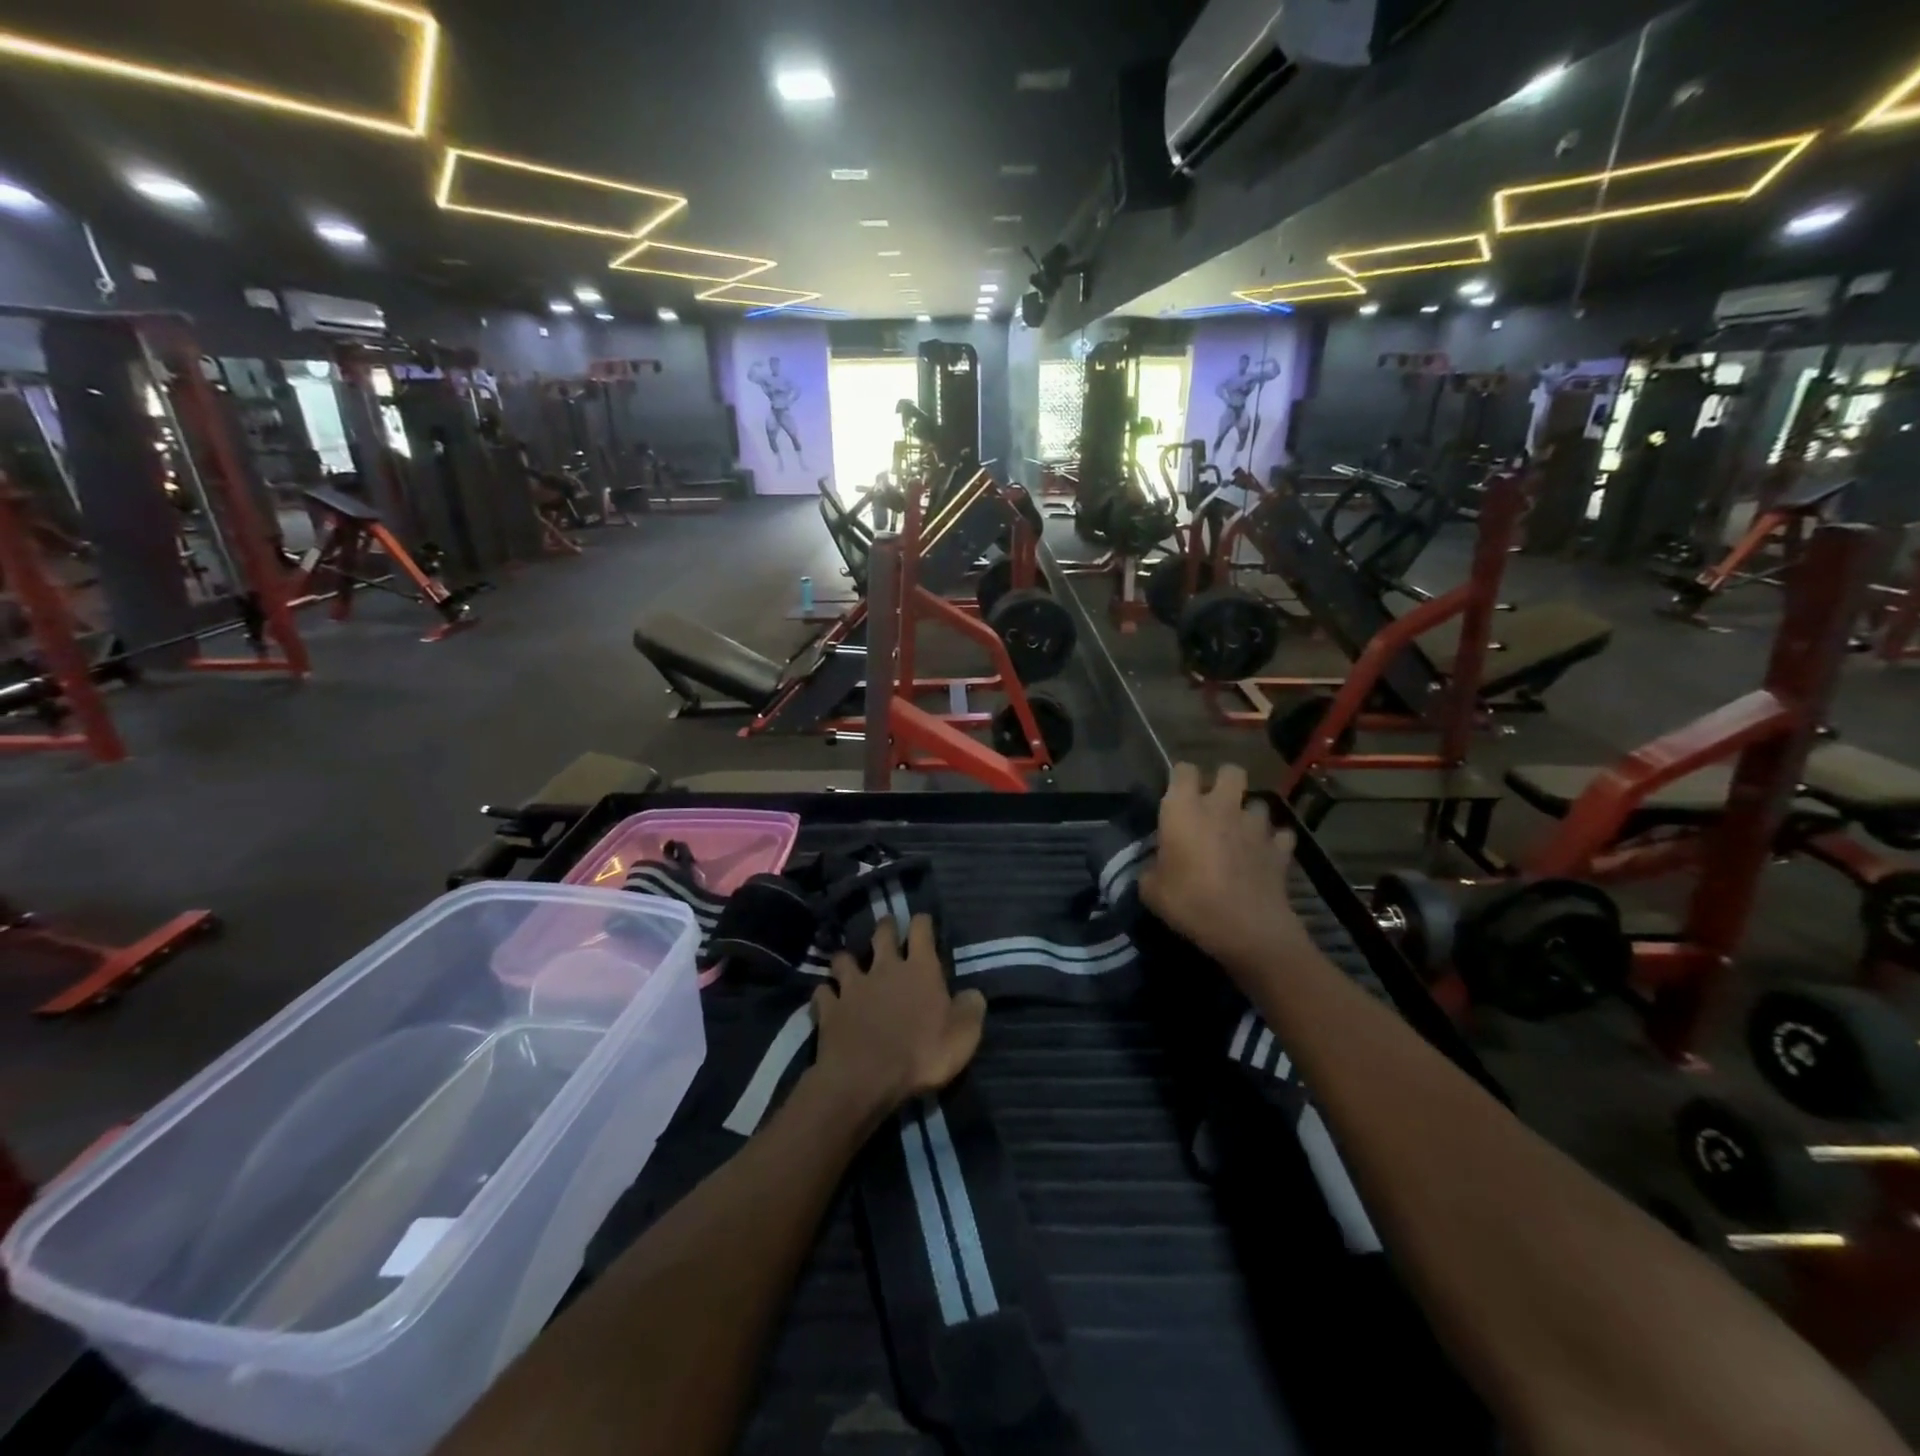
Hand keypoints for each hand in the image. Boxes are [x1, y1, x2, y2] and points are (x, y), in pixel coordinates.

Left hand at [811, 914, 985, 1118]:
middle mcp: (885, 968)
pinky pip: (823, 993)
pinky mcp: (829, 1008)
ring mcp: (853, 986)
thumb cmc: (921, 1054)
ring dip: (847, 960)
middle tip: (887, 929)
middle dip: (885, 928)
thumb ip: (970, 1010)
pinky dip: (825, 994)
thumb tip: (973, 994)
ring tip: (849, 964)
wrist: (866, 1078)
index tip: (923, 921)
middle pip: (881, 934)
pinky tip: (827, 1000)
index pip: (921, 930)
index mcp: (920, 970)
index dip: (922, 922)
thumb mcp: (963, 1036)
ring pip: (844, 959)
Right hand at [1140, 762, 1308, 970]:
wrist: (1246, 928)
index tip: (1176, 796)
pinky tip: (1265, 855)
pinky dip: (1274, 842)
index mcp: (1184, 809)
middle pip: (1230, 771)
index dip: (1180, 779)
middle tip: (1214, 806)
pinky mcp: (1280, 848)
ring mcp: (1255, 826)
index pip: (1183, 770)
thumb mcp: (1151, 890)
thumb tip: (1154, 868)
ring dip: (1249, 815)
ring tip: (1241, 834)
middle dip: (1224, 782)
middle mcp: (1221, 807)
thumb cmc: (1190, 902)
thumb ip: (1151, 869)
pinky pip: (1281, 835)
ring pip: (1258, 803)